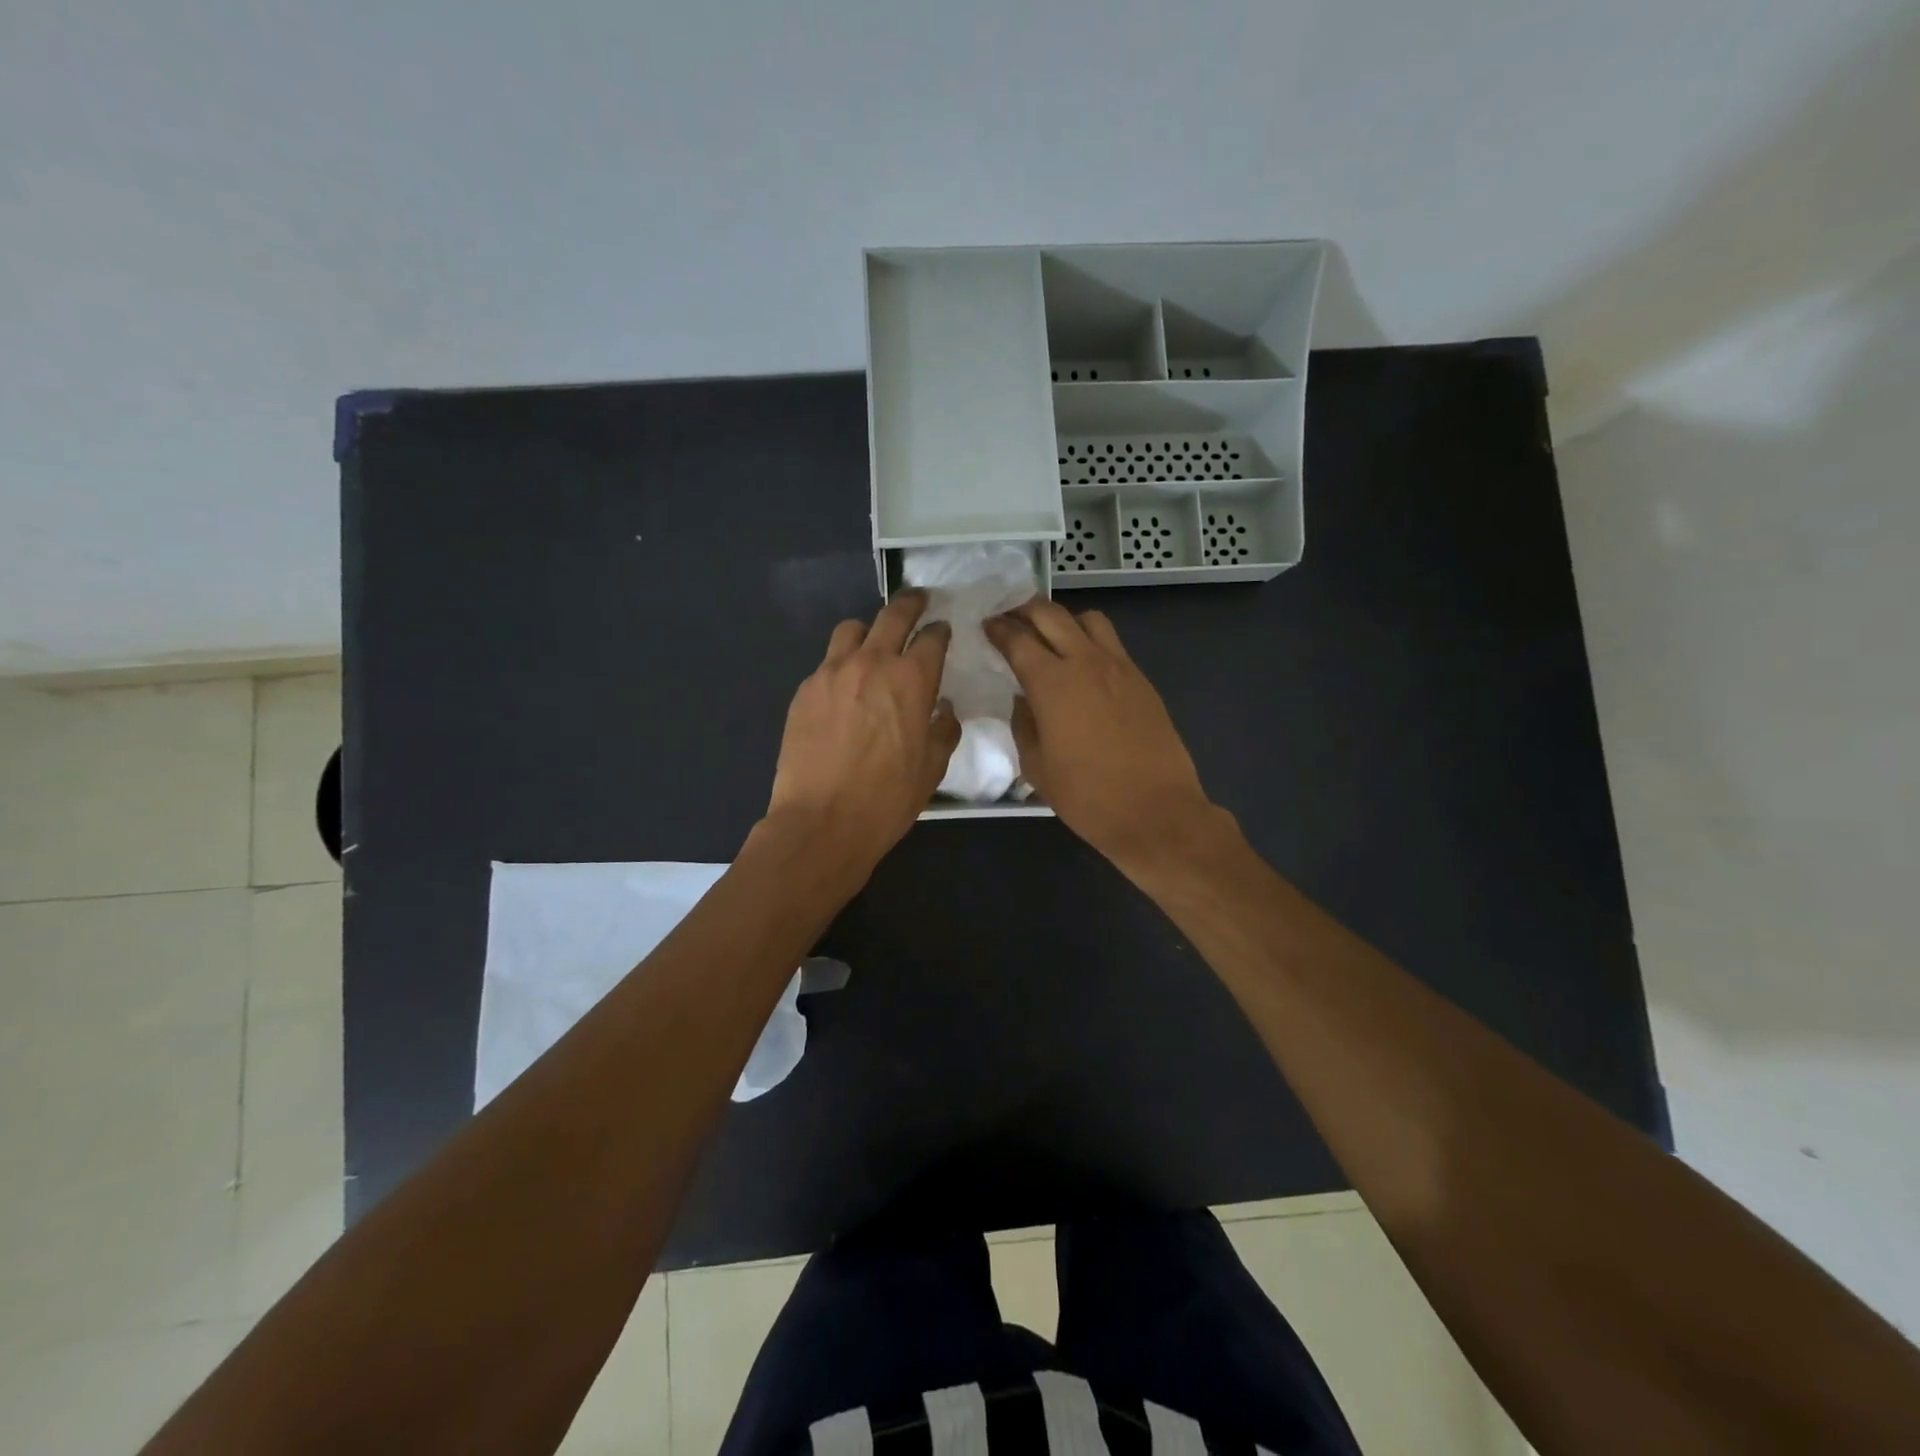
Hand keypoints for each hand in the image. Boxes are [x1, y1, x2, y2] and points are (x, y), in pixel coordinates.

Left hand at [765, 591, 959, 872]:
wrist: (822, 821)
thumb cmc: (887, 799)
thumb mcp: (932, 769)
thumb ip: (944, 730)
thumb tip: (944, 710)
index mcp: (912, 679)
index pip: (931, 637)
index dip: (940, 631)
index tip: (942, 631)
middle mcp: (872, 663)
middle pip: (892, 615)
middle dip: (910, 604)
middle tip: (918, 601)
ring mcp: (832, 672)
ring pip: (851, 629)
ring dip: (868, 631)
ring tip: (873, 646)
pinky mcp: (805, 690)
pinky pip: (827, 662)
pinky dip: (842, 665)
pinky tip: (845, 690)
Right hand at [985, 600, 1220, 875]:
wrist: (1155, 810)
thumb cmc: (1086, 796)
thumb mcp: (1036, 767)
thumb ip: (1023, 725)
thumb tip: (1023, 700)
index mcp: (1052, 683)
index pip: (1018, 639)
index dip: (998, 629)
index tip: (987, 625)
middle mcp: (1086, 662)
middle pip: (1051, 615)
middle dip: (1025, 610)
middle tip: (1010, 618)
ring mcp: (1119, 667)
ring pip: (1088, 619)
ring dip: (1064, 620)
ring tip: (1051, 637)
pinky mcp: (1141, 680)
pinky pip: (1111, 644)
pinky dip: (1090, 641)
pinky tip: (1083, 666)